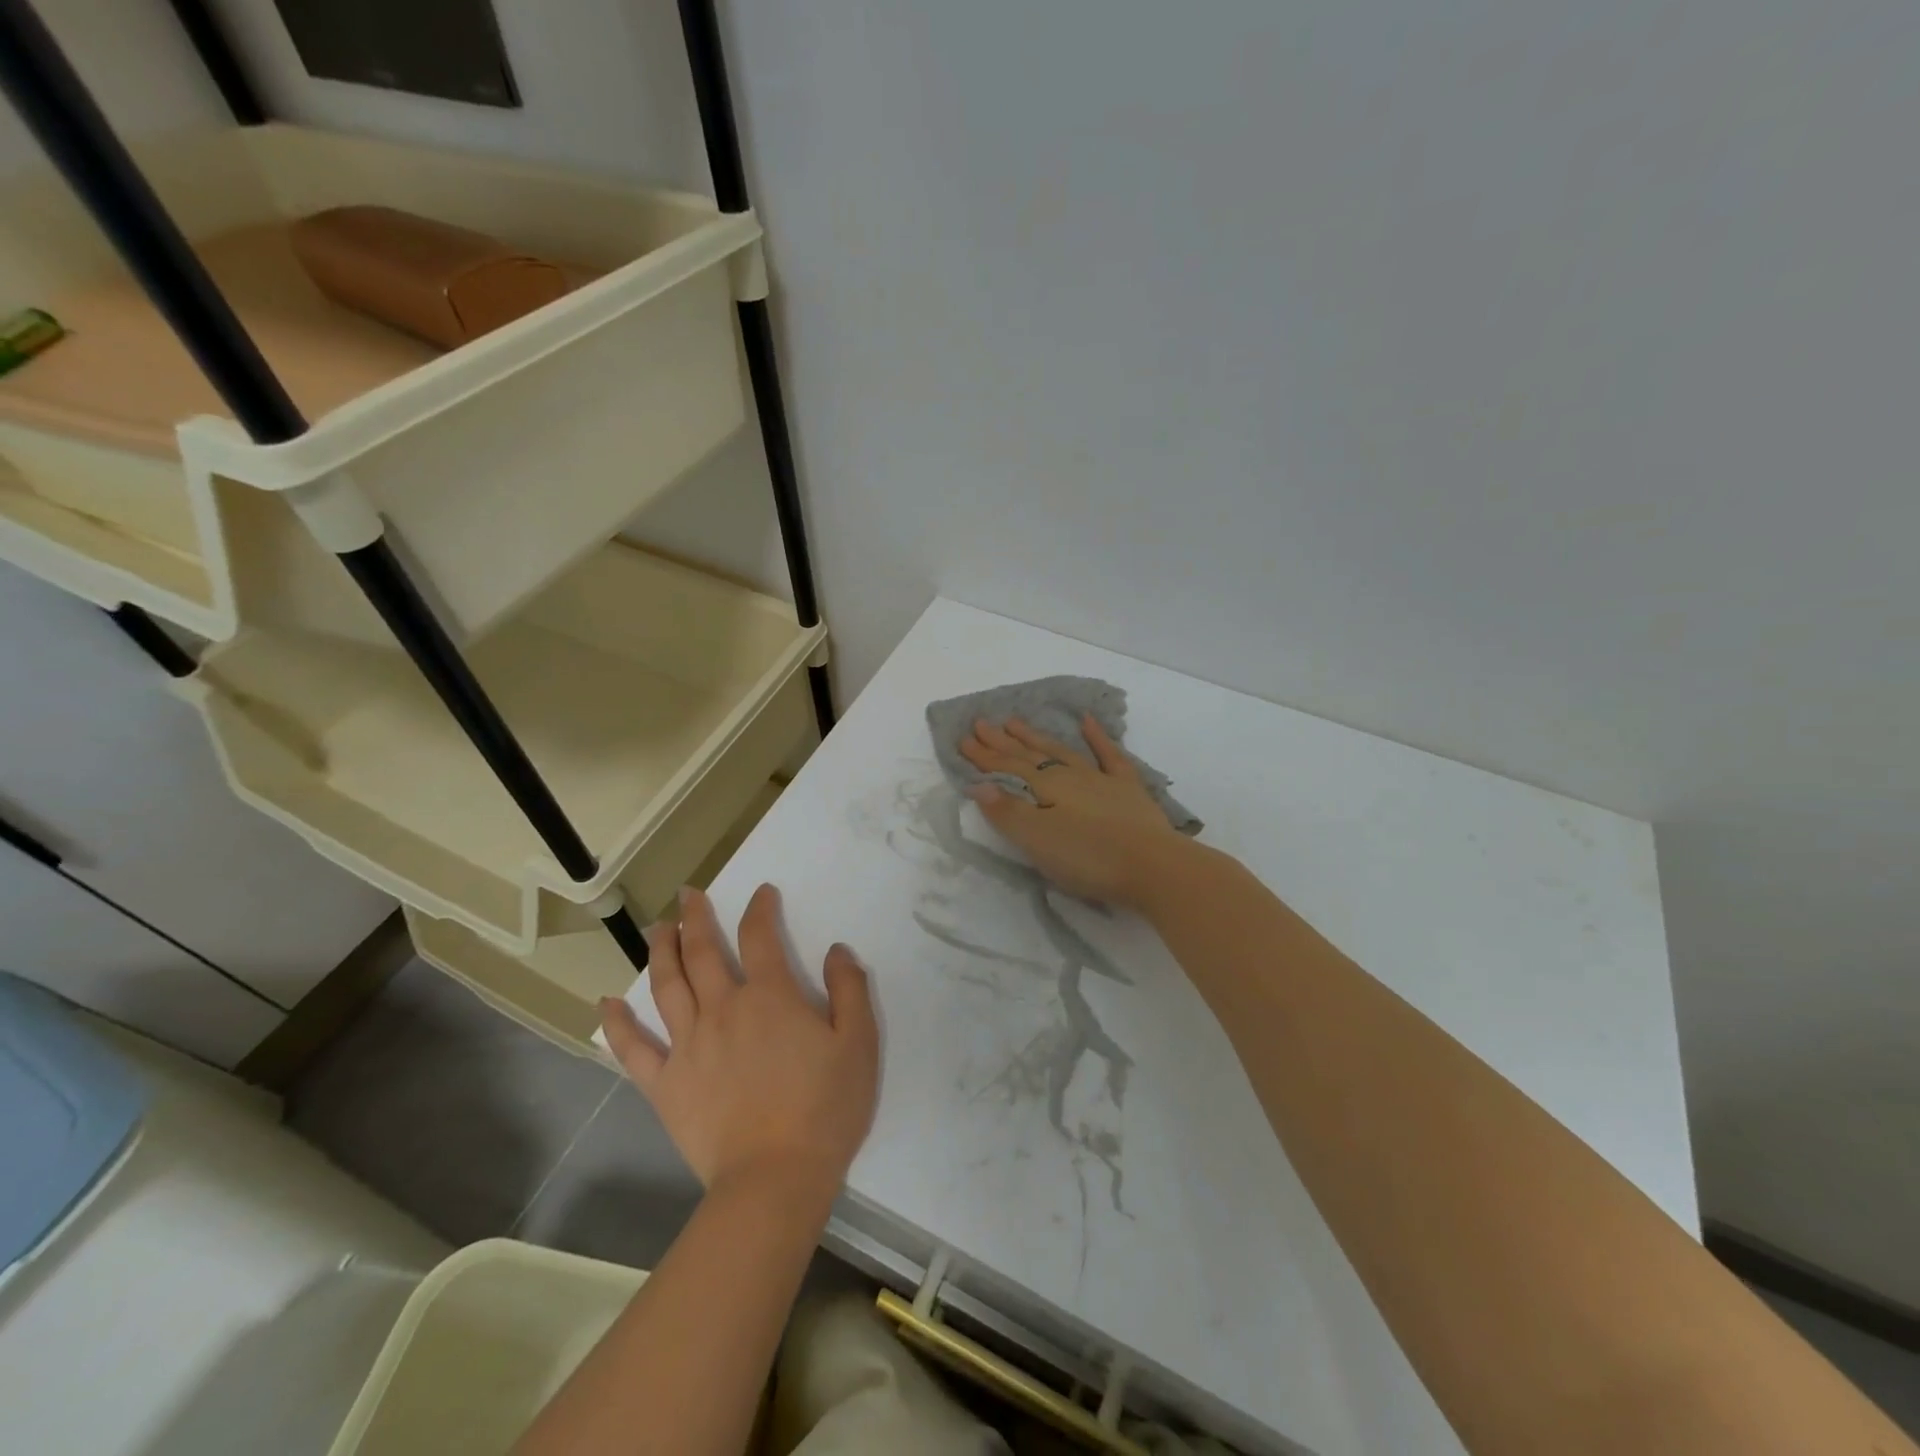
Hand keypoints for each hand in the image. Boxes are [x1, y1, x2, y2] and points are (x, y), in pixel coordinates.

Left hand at [599, 885, 878, 1204]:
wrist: (775, 1178)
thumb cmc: (824, 1109)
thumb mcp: (858, 1044)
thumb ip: (849, 990)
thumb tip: (837, 950)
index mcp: (770, 996)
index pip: (760, 936)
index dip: (760, 908)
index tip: (761, 893)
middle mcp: (724, 1008)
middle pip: (702, 951)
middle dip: (695, 917)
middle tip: (688, 895)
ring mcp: (689, 1045)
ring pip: (667, 985)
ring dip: (660, 951)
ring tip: (656, 928)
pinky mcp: (666, 1084)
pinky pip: (634, 1049)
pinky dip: (618, 1024)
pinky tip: (606, 1003)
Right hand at [959, 715, 1187, 905]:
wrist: (1153, 867)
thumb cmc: (1089, 858)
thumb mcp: (1038, 841)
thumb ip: (1007, 812)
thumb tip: (977, 784)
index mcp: (1046, 788)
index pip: (1007, 768)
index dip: (984, 756)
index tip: (962, 739)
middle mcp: (1070, 776)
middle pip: (1030, 755)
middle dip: (1002, 741)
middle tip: (981, 723)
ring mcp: (1101, 779)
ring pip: (1062, 751)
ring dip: (1037, 737)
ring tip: (1016, 721)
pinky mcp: (1127, 790)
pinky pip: (1109, 755)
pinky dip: (1097, 736)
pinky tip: (1087, 720)